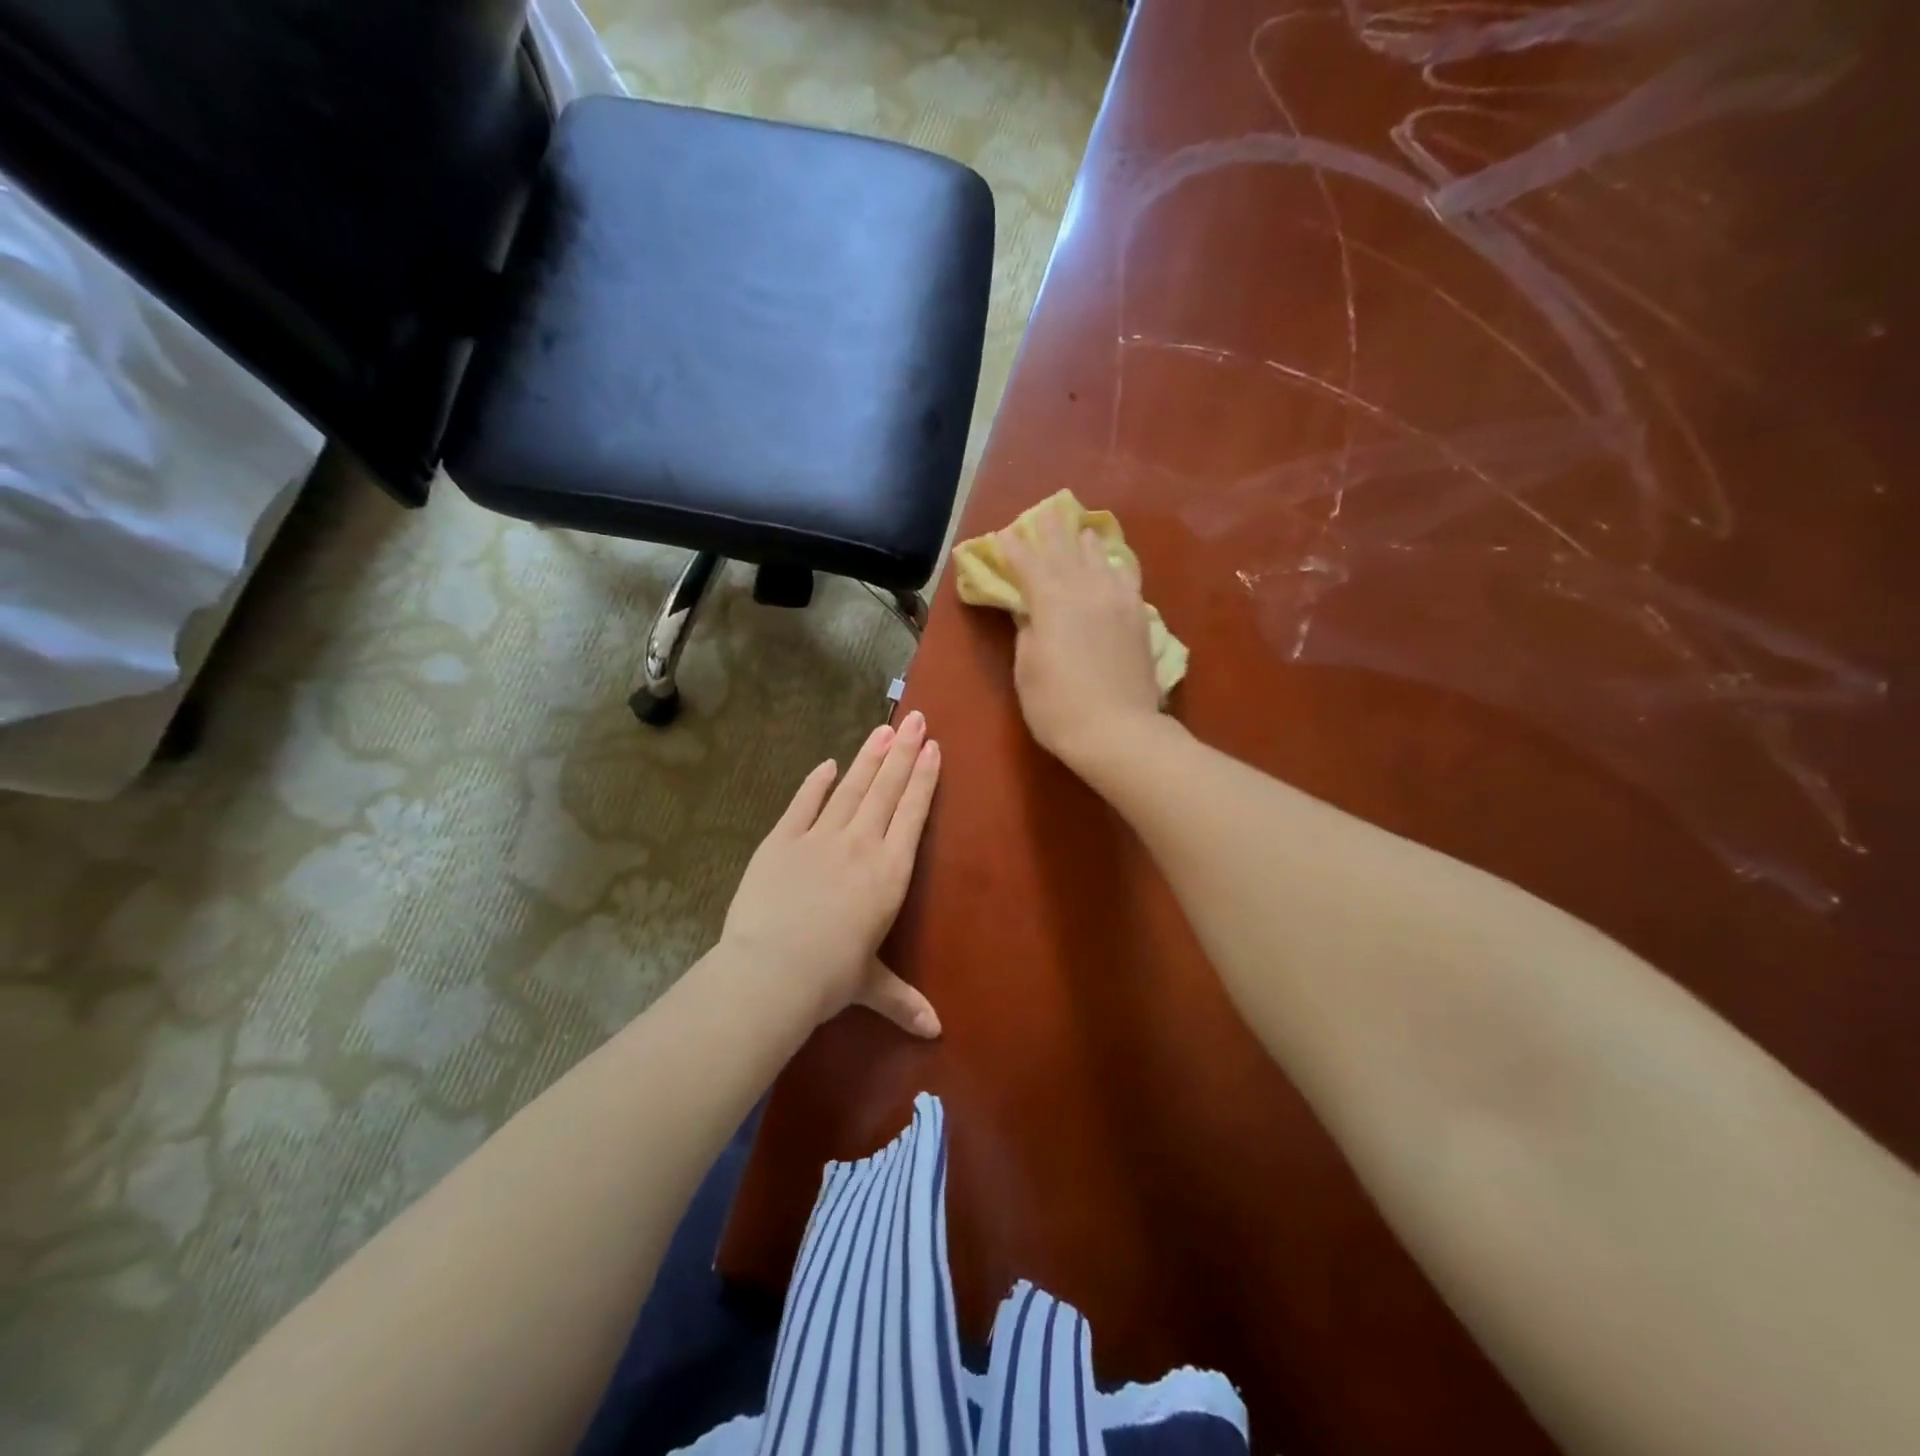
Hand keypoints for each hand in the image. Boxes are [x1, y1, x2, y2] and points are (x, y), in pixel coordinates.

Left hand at [720, 712, 943, 1037]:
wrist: (772, 970)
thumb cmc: (831, 978)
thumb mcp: (870, 986)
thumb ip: (903, 999)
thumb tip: (936, 1032)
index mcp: (889, 872)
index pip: (913, 814)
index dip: (925, 778)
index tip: (934, 748)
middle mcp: (861, 844)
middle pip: (887, 789)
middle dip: (904, 752)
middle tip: (917, 719)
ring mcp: (820, 837)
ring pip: (851, 788)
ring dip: (869, 757)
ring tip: (884, 729)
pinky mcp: (782, 839)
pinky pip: (803, 803)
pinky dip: (816, 782)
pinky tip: (828, 763)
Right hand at [1001, 508, 1162, 770]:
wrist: (1117, 731)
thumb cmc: (1057, 705)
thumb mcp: (1027, 668)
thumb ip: (1028, 630)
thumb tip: (1030, 609)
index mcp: (1052, 601)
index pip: (1029, 565)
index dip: (1014, 550)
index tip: (1003, 536)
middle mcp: (1086, 590)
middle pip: (1066, 553)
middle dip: (1051, 533)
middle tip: (1043, 513)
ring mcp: (1118, 601)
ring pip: (1100, 560)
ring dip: (1086, 543)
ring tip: (1080, 530)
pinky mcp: (1139, 618)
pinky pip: (1127, 579)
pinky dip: (1116, 565)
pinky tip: (1115, 563)